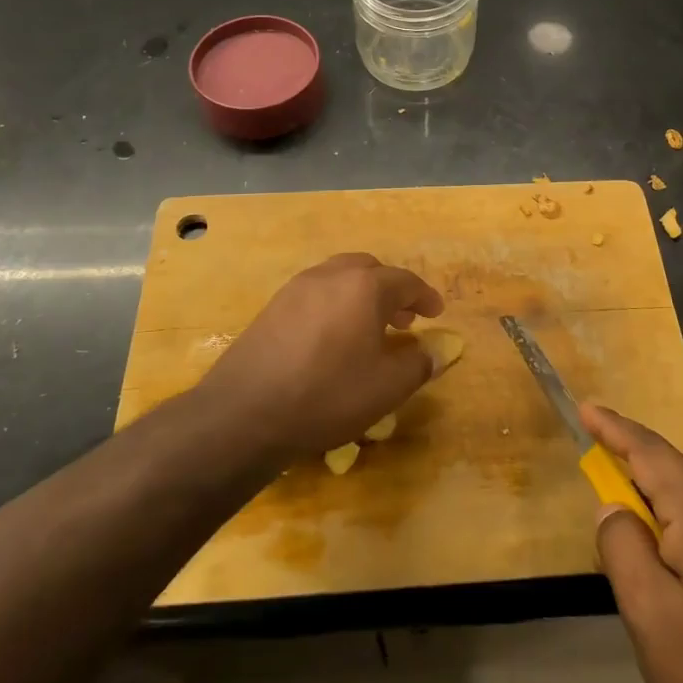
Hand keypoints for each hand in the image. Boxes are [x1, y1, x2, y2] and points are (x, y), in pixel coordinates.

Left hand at [201, 253, 445, 459]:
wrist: (245, 412)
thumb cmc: (328, 395)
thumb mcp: (387, 387)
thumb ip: (420, 363)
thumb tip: (438, 350)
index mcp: (364, 286)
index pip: (405, 281)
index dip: (425, 297)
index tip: (436, 313)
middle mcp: (330, 276)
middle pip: (369, 270)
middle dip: (391, 291)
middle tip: (403, 320)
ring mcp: (296, 288)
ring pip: (339, 278)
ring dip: (361, 296)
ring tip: (369, 329)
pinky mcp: (272, 307)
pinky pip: (315, 294)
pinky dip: (334, 305)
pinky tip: (332, 339)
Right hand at [584, 405, 682, 682]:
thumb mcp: (651, 614)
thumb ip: (623, 549)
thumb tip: (613, 507)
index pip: (651, 454)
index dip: (615, 428)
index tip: (586, 408)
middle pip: (672, 479)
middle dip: (630, 469)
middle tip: (594, 471)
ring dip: (652, 509)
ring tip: (624, 537)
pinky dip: (675, 536)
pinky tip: (668, 575)